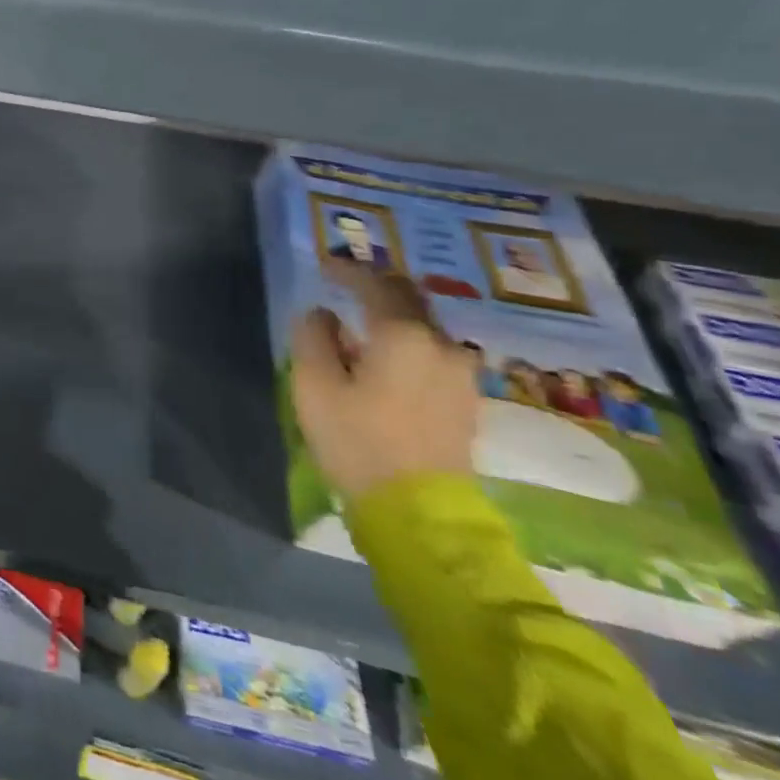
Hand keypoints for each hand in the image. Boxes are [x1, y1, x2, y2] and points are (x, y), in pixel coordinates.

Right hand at [291, 261, 480, 499]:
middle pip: (409, 298)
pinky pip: (434, 352)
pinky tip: (387, 356)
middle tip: (345, 285)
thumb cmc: (358, 441)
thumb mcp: (315, 385)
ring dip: (393, 316)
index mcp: (404, 335)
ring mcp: (461, 374)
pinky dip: (408, 341)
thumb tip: (323, 315)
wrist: (421, 514)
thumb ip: (313, 337)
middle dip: (376, 287)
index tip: (324, 265)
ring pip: (424, 326)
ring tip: (362, 324)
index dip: (347, 270)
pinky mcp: (466, 400)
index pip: (375, 284)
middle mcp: (442, 345)